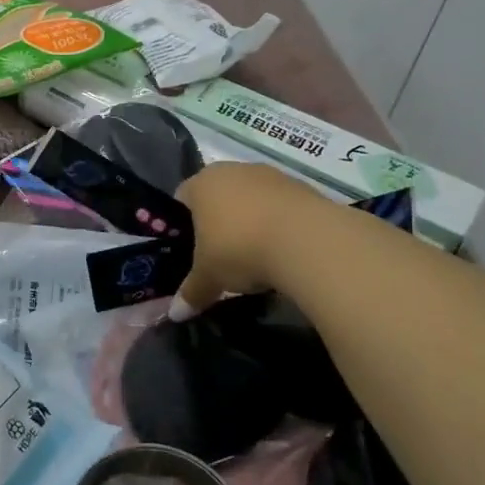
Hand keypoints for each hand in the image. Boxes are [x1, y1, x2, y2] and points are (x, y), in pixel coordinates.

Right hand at [170, 162, 321, 316]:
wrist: (308, 240)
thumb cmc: (240, 249)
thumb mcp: (209, 278)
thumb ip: (191, 293)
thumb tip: (175, 314)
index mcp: (201, 184)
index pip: (181, 198)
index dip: (182, 225)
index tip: (190, 250)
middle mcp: (232, 170)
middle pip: (218, 196)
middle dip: (218, 222)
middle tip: (221, 255)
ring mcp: (269, 174)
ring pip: (250, 199)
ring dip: (251, 222)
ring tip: (256, 256)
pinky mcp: (301, 186)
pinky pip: (279, 206)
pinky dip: (278, 224)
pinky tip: (283, 250)